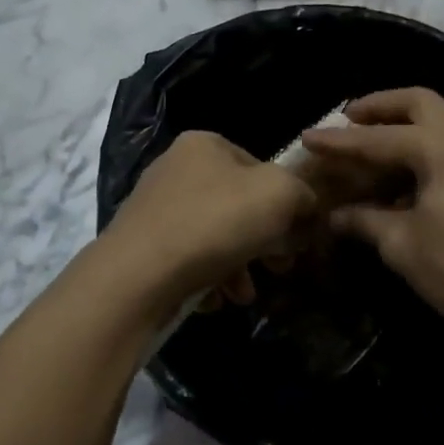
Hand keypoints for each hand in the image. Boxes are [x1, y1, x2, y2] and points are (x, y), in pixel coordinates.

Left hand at [99, 130, 319, 316]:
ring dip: (239, 268)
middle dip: (264, 242)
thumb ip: (302, 193)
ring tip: (243, 295)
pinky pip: (188, 260)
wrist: (138, 275)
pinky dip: (207, 279)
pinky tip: (213, 299)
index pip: (261, 168)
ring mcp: (155, 209)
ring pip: (215, 237)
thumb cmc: (214, 223)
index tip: (298, 239)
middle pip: (238, 206)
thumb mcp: (278, 194)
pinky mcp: (142, 247)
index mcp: (205, 145)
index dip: (286, 203)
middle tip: (279, 269)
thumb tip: (305, 208)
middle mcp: (176, 169)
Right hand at [301, 88, 443, 340]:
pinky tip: (406, 170)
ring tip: (372, 140)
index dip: (339, 140)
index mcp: (443, 145)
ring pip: (441, 119)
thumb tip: (337, 216)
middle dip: (379, 107)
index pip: (378, 137)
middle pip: (419, 102)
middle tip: (347, 117)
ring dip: (405, 123)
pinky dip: (425, 143)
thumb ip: (366, 221)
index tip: (307, 136)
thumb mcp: (404, 245)